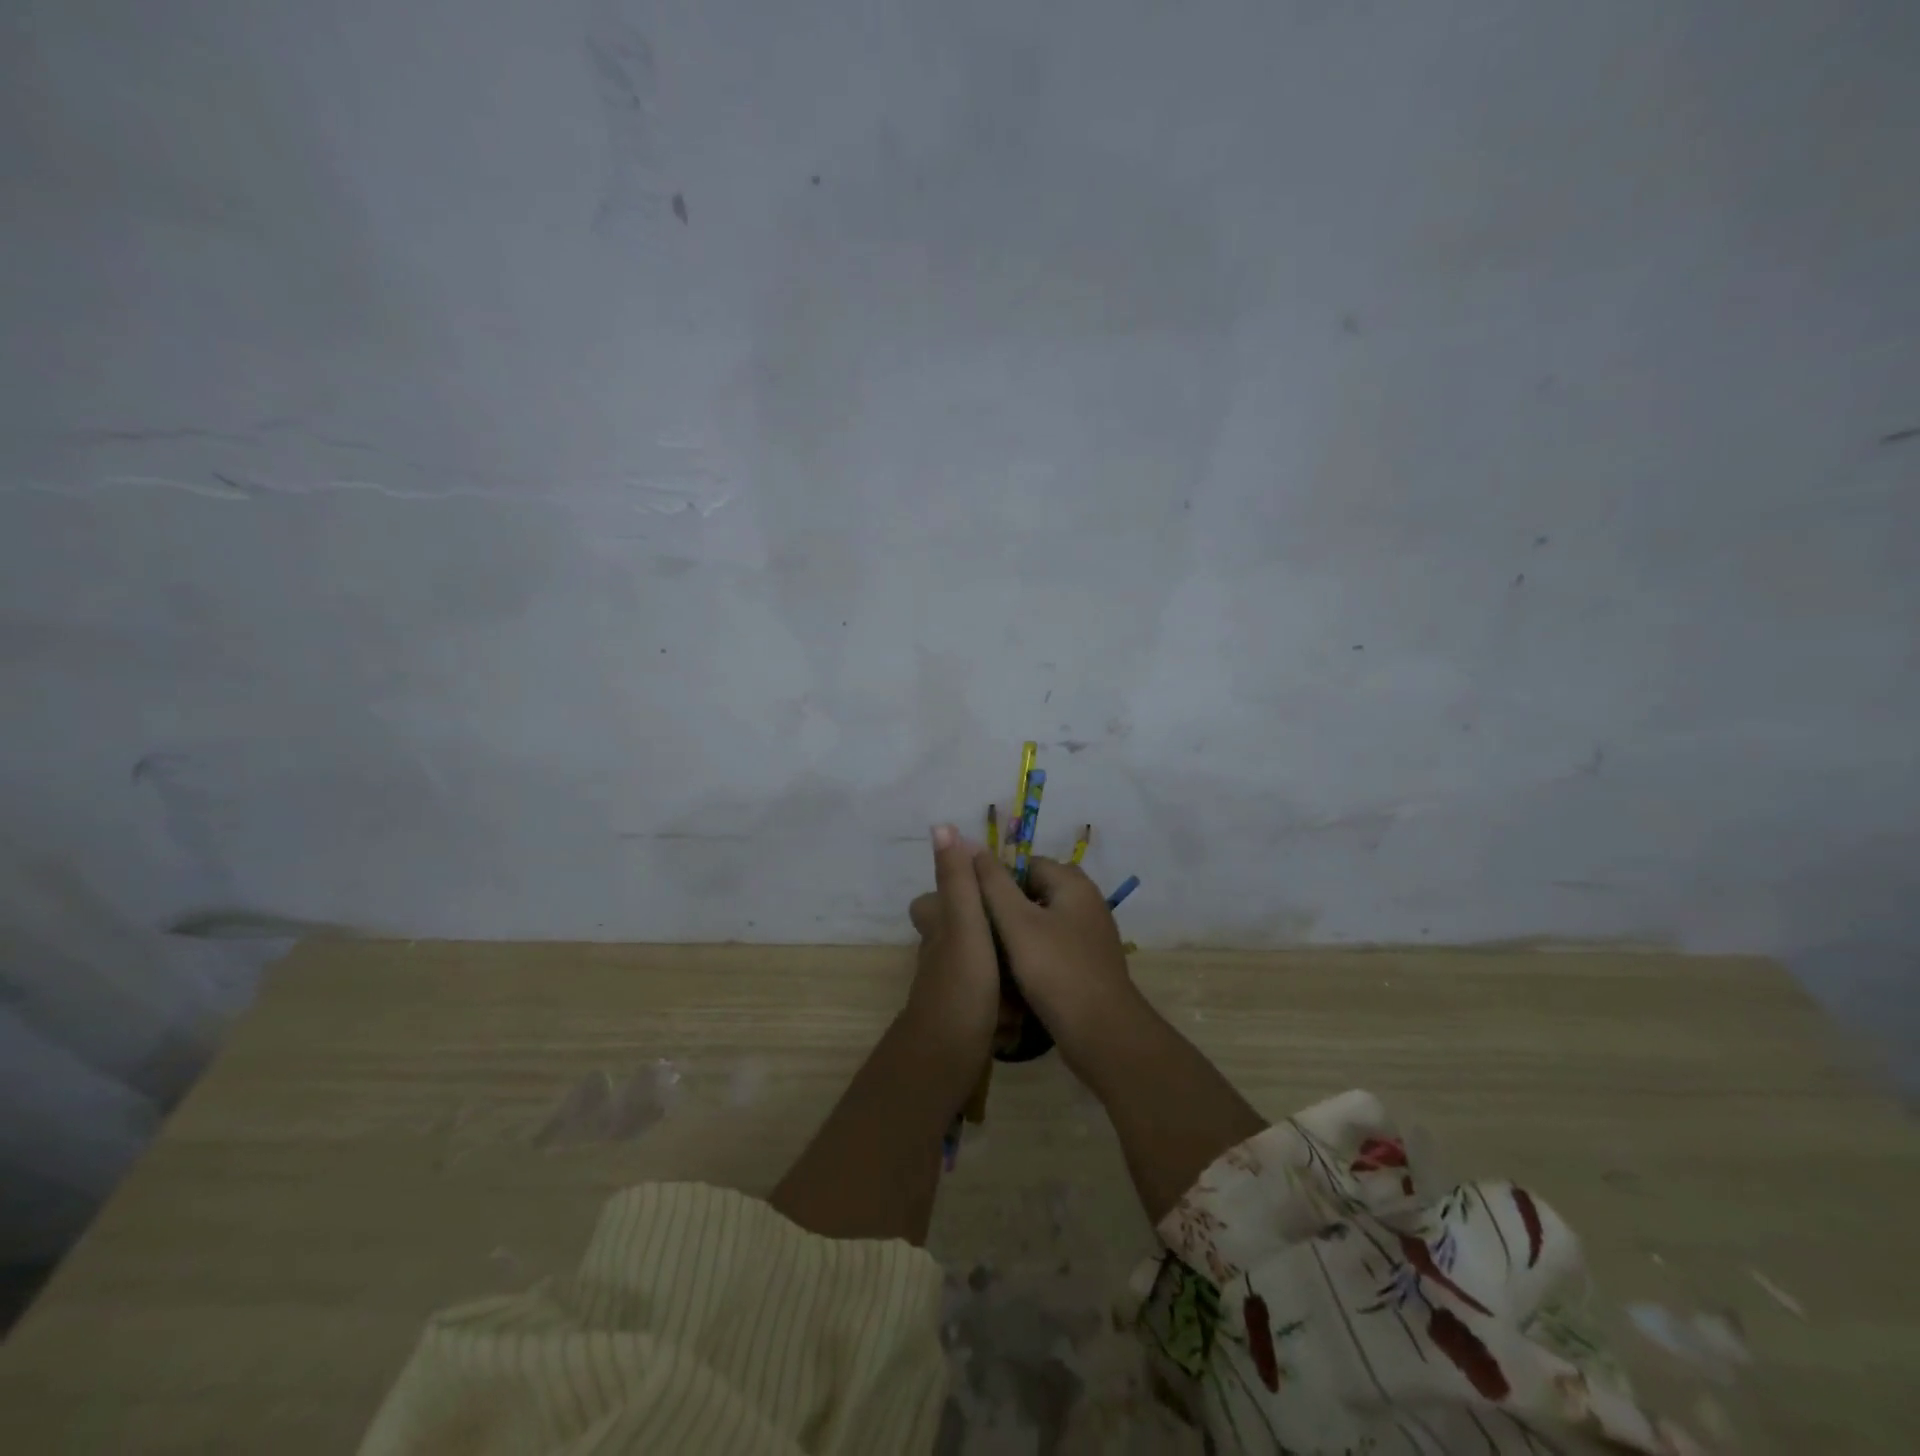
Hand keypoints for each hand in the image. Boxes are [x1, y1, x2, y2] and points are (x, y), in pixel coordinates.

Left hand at [904, 825, 1001, 1068]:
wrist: (949, 1060)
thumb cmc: (961, 984)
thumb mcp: (965, 923)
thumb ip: (958, 879)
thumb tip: (942, 826)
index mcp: (938, 928)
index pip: (933, 900)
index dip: (957, 891)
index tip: (992, 889)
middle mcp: (939, 955)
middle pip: (962, 933)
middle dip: (989, 933)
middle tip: (1024, 933)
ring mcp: (952, 988)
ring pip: (978, 966)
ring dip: (1002, 968)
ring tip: (1034, 966)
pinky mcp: (967, 1017)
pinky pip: (989, 999)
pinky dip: (1004, 1002)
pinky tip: (1025, 1006)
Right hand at [972, 851, 1141, 1064]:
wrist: (1102, 1034)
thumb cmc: (1056, 971)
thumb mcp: (1017, 923)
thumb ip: (992, 883)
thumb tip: (969, 843)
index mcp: (1073, 883)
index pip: (1025, 863)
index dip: (995, 879)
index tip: (971, 903)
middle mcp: (1086, 901)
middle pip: (1034, 890)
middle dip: (1004, 906)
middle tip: (976, 929)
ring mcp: (1090, 933)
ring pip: (1042, 920)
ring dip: (1016, 932)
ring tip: (987, 951)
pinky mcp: (1087, 962)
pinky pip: (1052, 945)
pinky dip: (1032, 952)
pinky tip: (1012, 972)